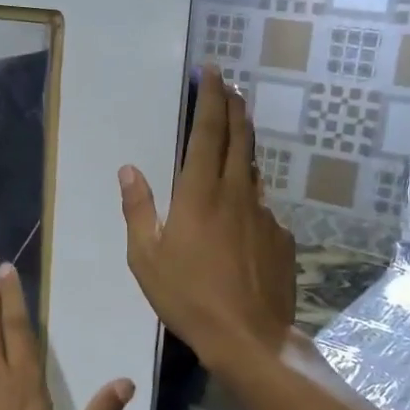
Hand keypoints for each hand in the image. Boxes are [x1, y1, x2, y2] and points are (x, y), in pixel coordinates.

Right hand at [120, 65, 296, 378]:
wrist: (250, 337)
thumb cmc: (188, 297)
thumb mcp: (146, 257)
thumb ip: (137, 209)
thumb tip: (128, 170)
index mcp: (199, 194)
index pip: (208, 132)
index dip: (211, 98)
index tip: (212, 72)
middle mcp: (236, 193)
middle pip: (239, 137)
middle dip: (234, 106)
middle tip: (229, 84)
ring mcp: (264, 213)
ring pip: (254, 167)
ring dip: (245, 143)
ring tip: (236, 132)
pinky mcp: (281, 235)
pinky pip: (262, 204)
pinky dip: (250, 194)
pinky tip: (240, 213)